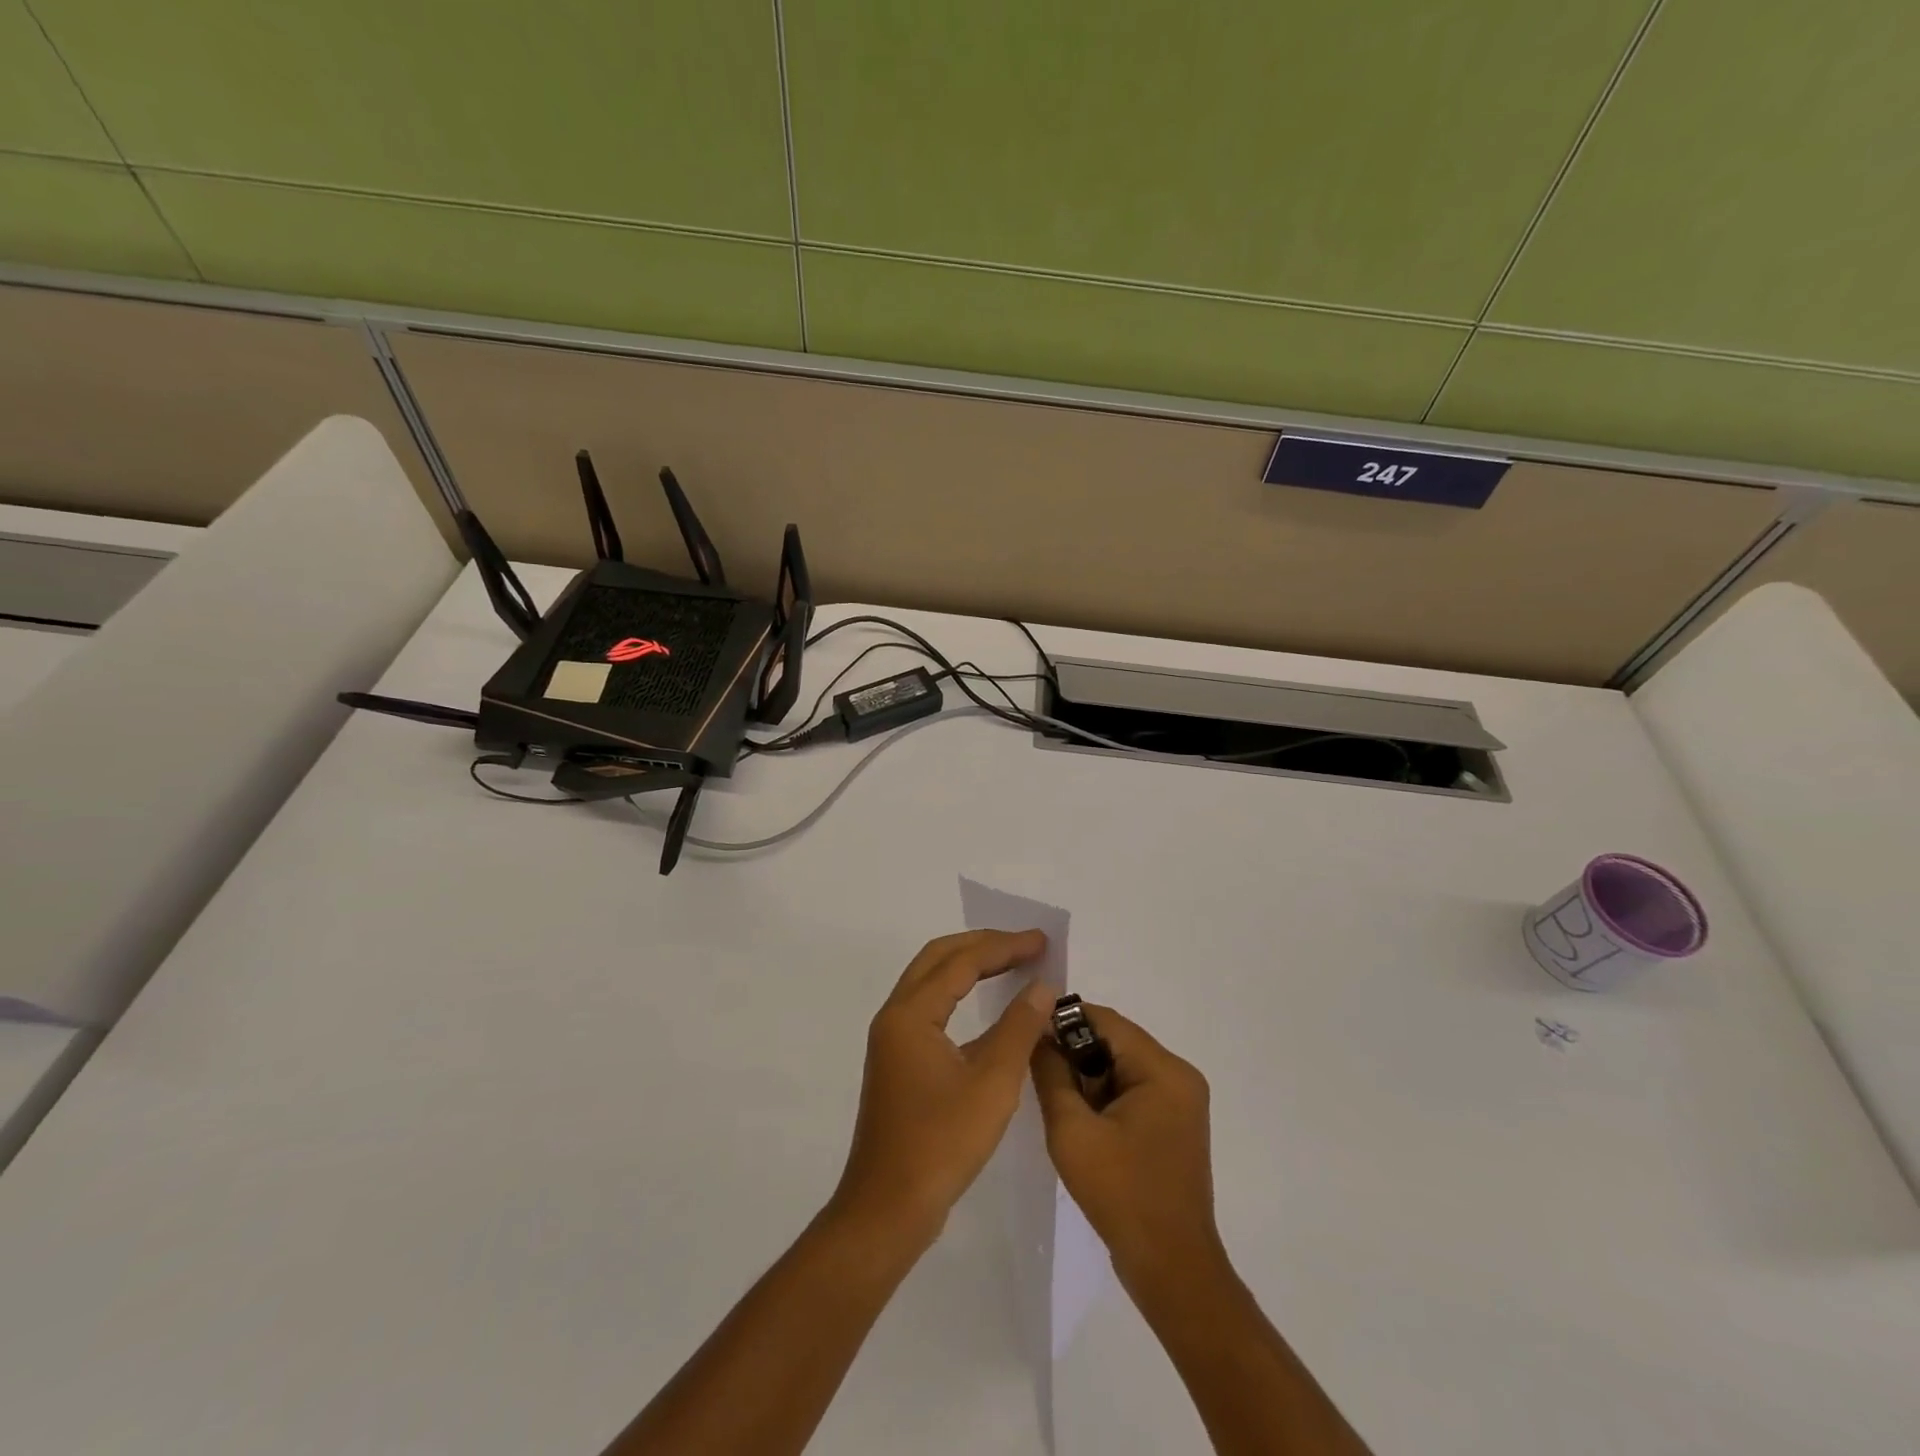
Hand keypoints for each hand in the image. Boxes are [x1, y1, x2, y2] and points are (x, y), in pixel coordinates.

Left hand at [830, 930, 1054, 1243]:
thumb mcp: (992, 1083)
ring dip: (970, 966)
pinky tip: (988, 1009)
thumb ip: (1019, 1028)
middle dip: (983, 946)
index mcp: (911, 1014)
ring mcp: (893, 1039)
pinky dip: (960, 994)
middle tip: (1026, 945)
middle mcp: (895, 1016)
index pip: (961, 961)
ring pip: (932, 981)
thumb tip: (1043, 987)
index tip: (1042, 941)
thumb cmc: (942, 1143)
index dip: (1004, 947)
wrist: (889, 1208)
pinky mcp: (898, 1061)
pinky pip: (931, 1007)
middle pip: (939, 958)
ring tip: (1012, 964)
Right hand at [1030, 1006, 1222, 1286]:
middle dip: (1075, 1053)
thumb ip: (1051, 1074)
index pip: (1107, 1021)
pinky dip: (1105, 1097)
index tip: (1028, 1032)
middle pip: (1116, 1042)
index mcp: (1164, 1070)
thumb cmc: (1121, 1194)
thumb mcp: (1072, 1130)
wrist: (1171, 1269)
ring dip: (1088, 1077)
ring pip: (1122, 1066)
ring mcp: (1182, 1101)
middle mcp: (1180, 1076)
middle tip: (1039, 1073)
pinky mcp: (1175, 1124)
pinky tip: (1082, 1122)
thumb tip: (1038, 1036)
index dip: (1064, 1021)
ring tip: (1057, 1101)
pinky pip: (1133, 1090)